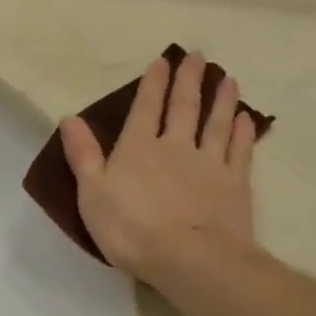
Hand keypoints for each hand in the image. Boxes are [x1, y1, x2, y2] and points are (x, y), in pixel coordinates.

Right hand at [58, 51, 260, 295]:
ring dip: (221, 99)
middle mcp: (175, 147)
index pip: (145, 108)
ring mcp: (209, 164)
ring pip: (216, 123)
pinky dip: (243, 132)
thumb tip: (69, 117)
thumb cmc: (130, 228)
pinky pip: (239, 150)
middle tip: (198, 56)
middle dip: (188, 81)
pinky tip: (246, 119)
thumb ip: (82, 154)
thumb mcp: (91, 192)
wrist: (189, 258)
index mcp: (137, 148)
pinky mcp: (235, 184)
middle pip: (184, 107)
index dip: (152, 84)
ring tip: (227, 78)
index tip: (161, 61)